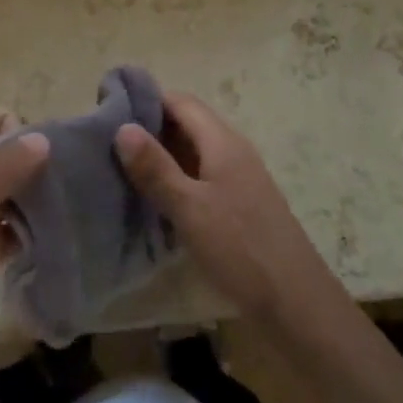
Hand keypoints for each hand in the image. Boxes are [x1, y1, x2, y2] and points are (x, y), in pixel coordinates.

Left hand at [0, 105, 48, 402]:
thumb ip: (4, 168)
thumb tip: (42, 138)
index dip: (13, 127)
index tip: (38, 158)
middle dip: (31, 162)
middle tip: (62, 185)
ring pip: (6, 191)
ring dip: (33, 197)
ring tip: (63, 211)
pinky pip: (7, 227)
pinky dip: (27, 229)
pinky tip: (51, 238)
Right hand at [117, 92, 346, 338]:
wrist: (295, 302)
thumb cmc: (240, 248)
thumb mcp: (189, 208)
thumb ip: (156, 168)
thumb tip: (122, 127)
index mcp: (222, 142)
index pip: (180, 102)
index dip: (146, 100)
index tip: (108, 110)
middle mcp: (232, 152)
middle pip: (187, 124)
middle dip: (149, 128)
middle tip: (106, 142)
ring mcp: (238, 179)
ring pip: (193, 153)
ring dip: (161, 156)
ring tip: (120, 168)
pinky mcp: (239, 205)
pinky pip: (200, 178)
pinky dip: (175, 179)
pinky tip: (152, 200)